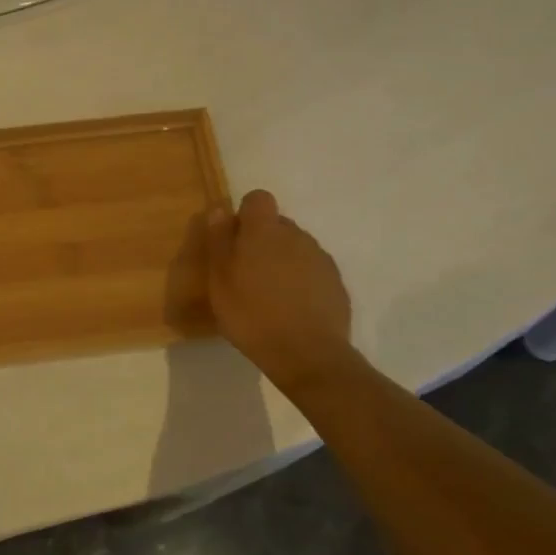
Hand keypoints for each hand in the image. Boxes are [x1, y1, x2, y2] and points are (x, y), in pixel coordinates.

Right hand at [205, 190, 354, 378]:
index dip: (245, 215)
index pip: (258, 199)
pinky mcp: (336, 283)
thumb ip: (219, 239)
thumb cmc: (252, 314)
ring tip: (270, 294)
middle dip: (262, 240)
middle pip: (277, 224)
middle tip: (246, 273)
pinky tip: (292, 308)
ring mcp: (320, 259)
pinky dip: (301, 281)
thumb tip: (221, 209)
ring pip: (296, 248)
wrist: (307, 355)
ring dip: (282, 260)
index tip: (234, 241)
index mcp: (265, 231)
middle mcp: (296, 236)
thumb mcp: (219, 279)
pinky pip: (312, 270)